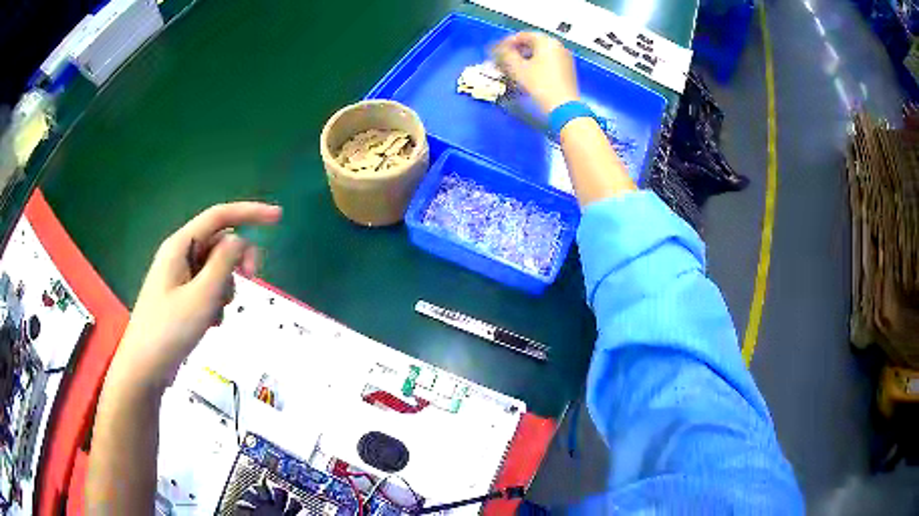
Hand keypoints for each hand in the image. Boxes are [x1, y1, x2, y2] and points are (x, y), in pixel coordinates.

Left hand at [107, 202, 281, 393]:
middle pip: (220, 244)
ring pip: (216, 269)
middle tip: (254, 279)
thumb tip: (240, 241)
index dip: (250, 212)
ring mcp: (179, 277)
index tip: (278, 217)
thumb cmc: (169, 330)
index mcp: (180, 245)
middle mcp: (180, 255)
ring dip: (225, 288)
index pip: (220, 216)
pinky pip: (208, 289)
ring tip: (215, 315)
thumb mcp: (202, 295)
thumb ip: (224, 262)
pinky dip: (216, 302)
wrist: (145, 367)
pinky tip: (210, 323)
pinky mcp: (181, 297)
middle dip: (238, 261)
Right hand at [494, 32, 579, 113]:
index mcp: (547, 41)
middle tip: (504, 59)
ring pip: (540, 53)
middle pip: (532, 43)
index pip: (523, 35)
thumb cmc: (539, 84)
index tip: (497, 51)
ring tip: (513, 68)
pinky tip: (527, 74)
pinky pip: (548, 61)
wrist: (563, 106)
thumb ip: (505, 54)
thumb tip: (499, 48)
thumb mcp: (517, 68)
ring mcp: (564, 58)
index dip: (507, 42)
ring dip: (525, 58)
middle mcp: (558, 46)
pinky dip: (536, 64)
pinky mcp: (567, 70)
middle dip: (516, 50)